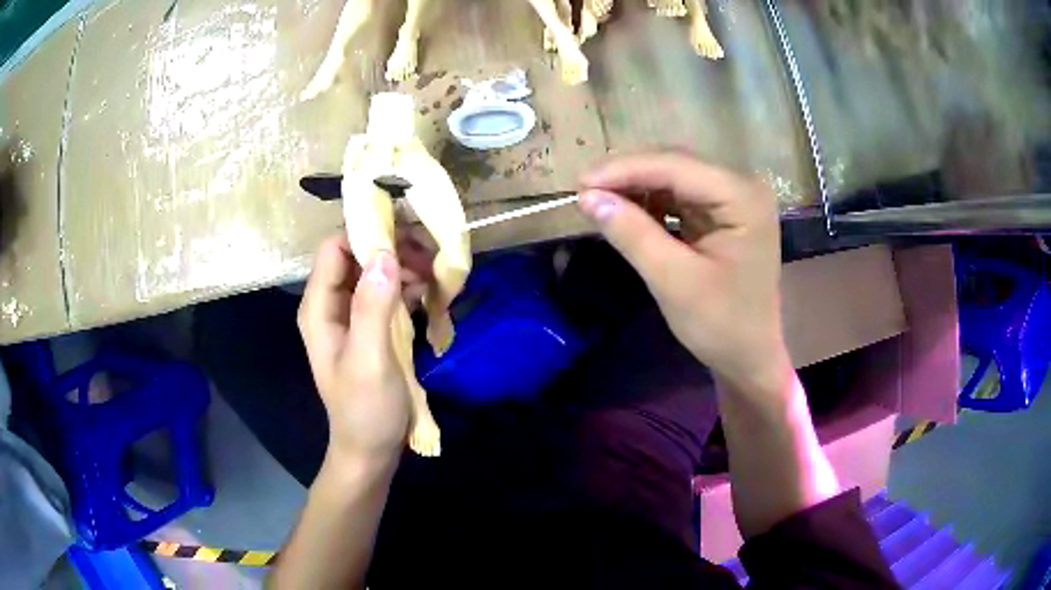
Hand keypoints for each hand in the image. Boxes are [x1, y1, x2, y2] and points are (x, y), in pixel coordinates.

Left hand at [298, 236, 416, 461]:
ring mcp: (351, 315)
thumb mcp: (369, 361)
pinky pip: (387, 292)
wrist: (371, 450)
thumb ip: (372, 308)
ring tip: (434, 277)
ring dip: (404, 267)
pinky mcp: (370, 326)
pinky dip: (407, 287)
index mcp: (320, 308)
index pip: (335, 248)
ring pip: (376, 271)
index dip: (366, 234)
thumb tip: (384, 253)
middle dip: (393, 249)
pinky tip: (429, 294)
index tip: (407, 236)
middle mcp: (331, 304)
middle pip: (357, 254)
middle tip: (429, 257)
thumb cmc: (366, 411)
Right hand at [578, 152, 789, 393]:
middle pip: (676, 164)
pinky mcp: (723, 212)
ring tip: (600, 201)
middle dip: (629, 175)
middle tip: (585, 192)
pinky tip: (628, 212)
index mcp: (743, 197)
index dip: (625, 170)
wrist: (749, 356)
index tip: (580, 183)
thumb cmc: (721, 324)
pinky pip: (679, 195)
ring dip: (636, 187)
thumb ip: (633, 235)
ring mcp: (734, 198)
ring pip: (674, 176)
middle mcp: (742, 186)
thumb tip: (587, 197)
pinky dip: (651, 202)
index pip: (677, 166)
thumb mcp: (673, 281)